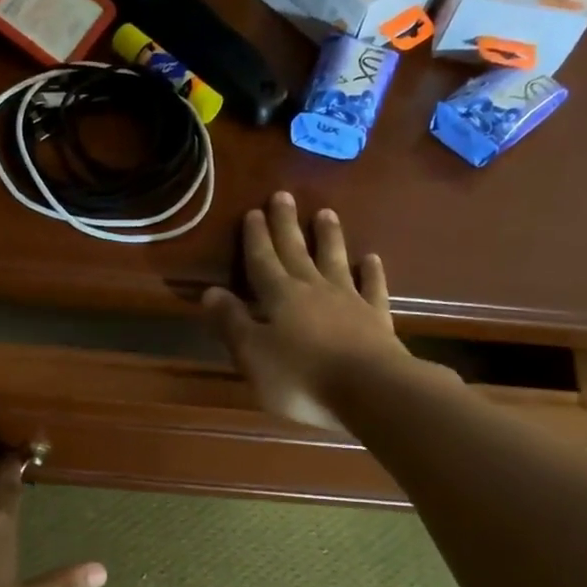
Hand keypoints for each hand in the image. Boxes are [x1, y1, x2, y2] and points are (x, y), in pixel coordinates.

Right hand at [202, 192, 436, 430]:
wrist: (370, 390)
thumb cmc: (301, 377)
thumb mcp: (253, 355)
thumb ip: (232, 322)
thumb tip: (210, 292)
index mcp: (280, 297)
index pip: (263, 261)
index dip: (256, 238)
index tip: (252, 212)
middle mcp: (313, 289)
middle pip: (296, 252)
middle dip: (287, 225)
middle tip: (283, 196)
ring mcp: (349, 301)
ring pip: (335, 261)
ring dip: (329, 238)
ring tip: (326, 213)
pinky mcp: (376, 319)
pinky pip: (372, 288)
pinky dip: (371, 272)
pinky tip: (371, 259)